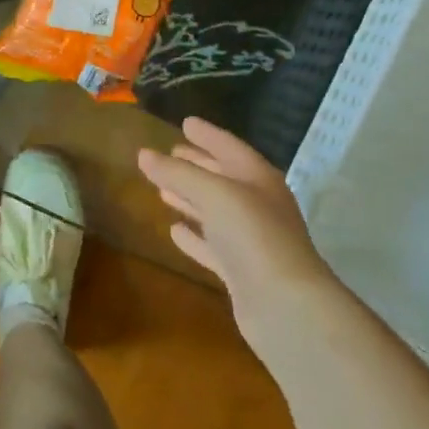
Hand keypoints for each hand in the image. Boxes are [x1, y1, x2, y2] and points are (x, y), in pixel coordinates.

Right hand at [137, 117, 334, 325]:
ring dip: (190, 199)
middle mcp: (257, 205)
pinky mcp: (240, 271)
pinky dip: (193, 236)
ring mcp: (250, 240)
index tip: (185, 122)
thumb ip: (177, 173)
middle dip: (197, 164)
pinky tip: (174, 231)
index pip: (229, 147)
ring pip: (215, 211)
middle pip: (223, 178)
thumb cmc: (253, 235)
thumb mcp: (213, 194)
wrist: (285, 305)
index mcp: (259, 179)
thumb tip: (143, 154)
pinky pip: (211, 245)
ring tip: (162, 189)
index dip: (208, 135)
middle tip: (170, 152)